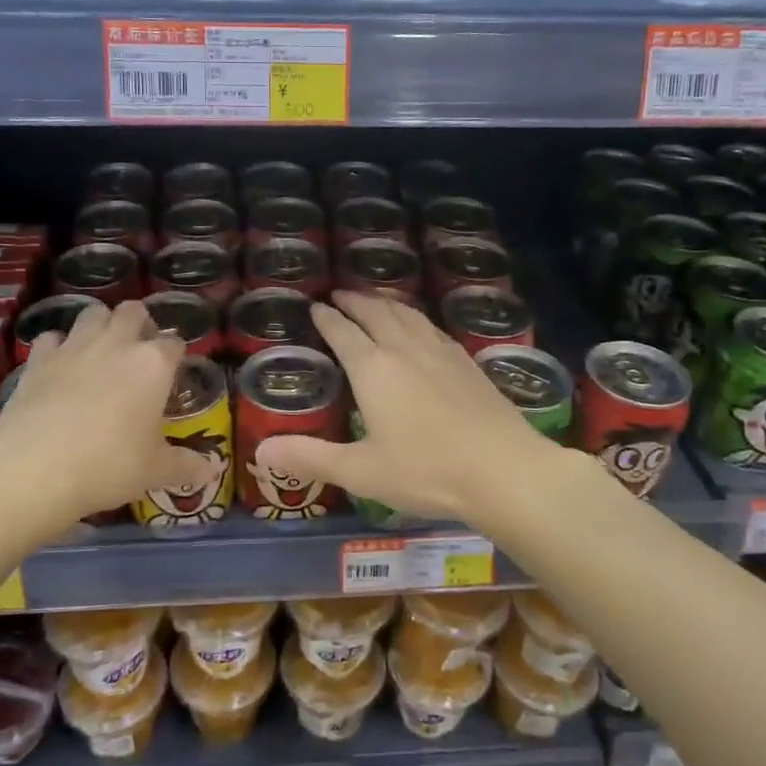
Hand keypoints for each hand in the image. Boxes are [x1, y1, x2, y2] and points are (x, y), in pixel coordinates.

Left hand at [0, 301, 207, 529]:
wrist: (35, 468)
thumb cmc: (109, 464)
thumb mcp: (155, 471)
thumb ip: (186, 465)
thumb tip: (212, 471)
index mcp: (153, 364)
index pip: (174, 343)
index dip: (176, 355)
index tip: (174, 373)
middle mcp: (117, 343)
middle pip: (133, 311)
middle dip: (140, 323)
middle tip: (139, 351)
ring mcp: (74, 346)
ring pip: (92, 313)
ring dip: (101, 324)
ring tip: (102, 351)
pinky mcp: (39, 358)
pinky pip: (53, 338)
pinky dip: (59, 346)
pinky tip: (60, 366)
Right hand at [254, 291, 568, 526]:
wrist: (504, 470)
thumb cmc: (426, 471)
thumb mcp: (361, 471)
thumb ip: (310, 458)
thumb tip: (260, 452)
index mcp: (374, 369)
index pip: (343, 333)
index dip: (327, 318)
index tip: (315, 307)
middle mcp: (406, 350)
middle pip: (377, 313)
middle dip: (355, 301)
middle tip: (340, 294)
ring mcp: (442, 353)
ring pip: (409, 316)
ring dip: (387, 304)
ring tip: (376, 301)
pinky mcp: (469, 363)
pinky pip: (433, 328)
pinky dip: (416, 319)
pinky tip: (422, 330)